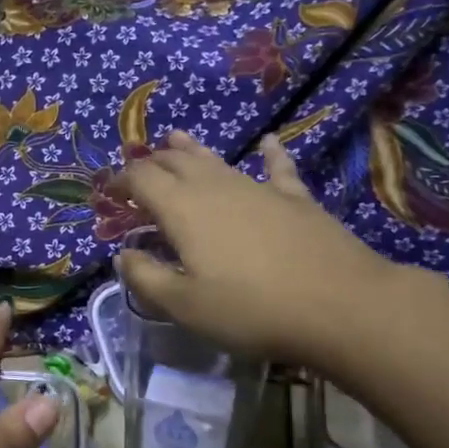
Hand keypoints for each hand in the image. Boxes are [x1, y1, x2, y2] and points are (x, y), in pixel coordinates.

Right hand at [114, 130, 406, 366]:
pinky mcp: (295, 198)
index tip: (109, 193)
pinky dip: (269, 154)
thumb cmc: (251, 309)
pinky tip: (269, 142)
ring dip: (191, 150)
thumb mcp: (185, 306)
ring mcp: (258, 187)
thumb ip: (146, 278)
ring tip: (176, 138)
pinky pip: (277, 167)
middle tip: (139, 173)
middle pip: (175, 162)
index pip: (141, 179)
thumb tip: (123, 255)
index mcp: (182, 209)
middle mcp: (215, 187)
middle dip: (152, 163)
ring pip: (216, 159)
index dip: (121, 181)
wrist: (339, 305)